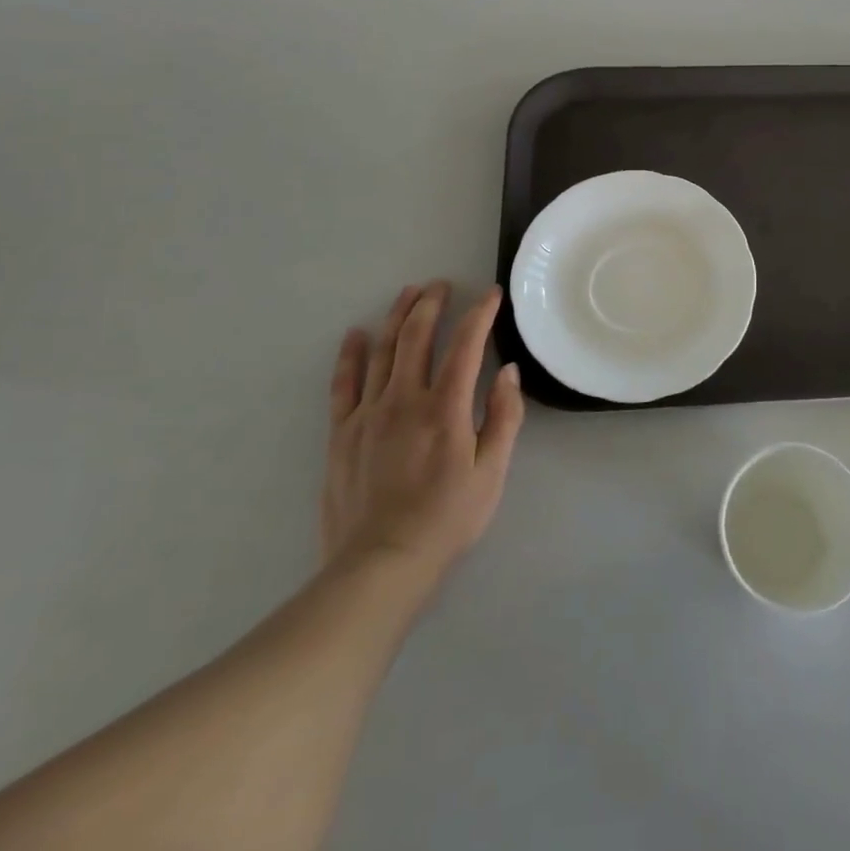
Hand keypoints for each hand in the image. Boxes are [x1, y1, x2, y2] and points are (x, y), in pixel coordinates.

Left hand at [320, 281, 524, 592]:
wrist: (380, 565)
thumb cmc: (447, 519)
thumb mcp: (492, 473)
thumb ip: (504, 417)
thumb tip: (508, 371)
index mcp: (445, 408)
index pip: (466, 344)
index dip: (480, 314)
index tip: (490, 294)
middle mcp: (404, 399)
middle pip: (417, 336)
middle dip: (432, 303)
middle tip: (442, 285)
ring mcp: (368, 414)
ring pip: (383, 351)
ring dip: (397, 316)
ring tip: (408, 293)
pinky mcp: (342, 433)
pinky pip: (344, 384)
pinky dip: (351, 355)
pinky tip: (356, 334)